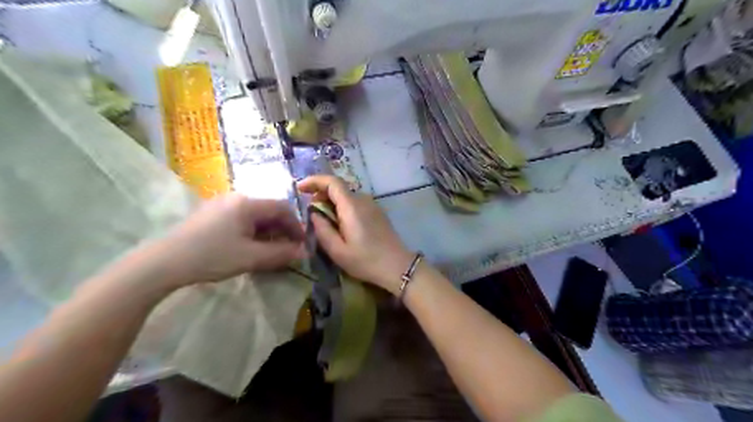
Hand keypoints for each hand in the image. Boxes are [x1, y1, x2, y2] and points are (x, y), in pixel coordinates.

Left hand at [156, 193, 302, 285]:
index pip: (283, 208)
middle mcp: (236, 198)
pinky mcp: (211, 214)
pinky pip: (241, 218)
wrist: (163, 262)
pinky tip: (249, 246)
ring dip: (268, 231)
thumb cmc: (211, 256)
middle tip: (286, 249)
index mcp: (247, 203)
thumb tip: (305, 252)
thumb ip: (281, 253)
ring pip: (255, 215)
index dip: (296, 225)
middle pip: (269, 210)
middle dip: (282, 230)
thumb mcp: (251, 257)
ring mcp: (221, 204)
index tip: (301, 244)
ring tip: (269, 250)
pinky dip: (252, 231)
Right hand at [298, 174, 411, 292]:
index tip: (300, 188)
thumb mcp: (338, 251)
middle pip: (338, 188)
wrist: (397, 266)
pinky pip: (355, 203)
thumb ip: (322, 230)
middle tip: (309, 211)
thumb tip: (314, 214)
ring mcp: (372, 205)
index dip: (314, 181)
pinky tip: (339, 224)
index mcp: (352, 206)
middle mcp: (363, 199)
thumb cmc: (366, 260)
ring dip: (332, 202)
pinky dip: (343, 207)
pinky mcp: (377, 212)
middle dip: (320, 194)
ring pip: (346, 196)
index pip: (332, 182)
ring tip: (322, 220)